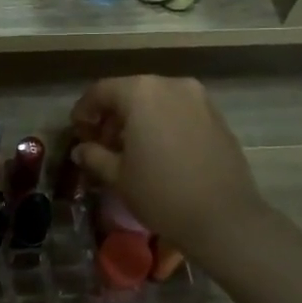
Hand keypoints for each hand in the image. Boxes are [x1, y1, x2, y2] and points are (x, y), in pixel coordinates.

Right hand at [69, 76, 265, 254]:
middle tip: (101, 144)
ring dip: (138, 120)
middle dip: (112, 116)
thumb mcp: (118, 176)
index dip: (84, 110)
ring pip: (157, 101)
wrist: (223, 217)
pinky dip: (163, 124)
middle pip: (131, 92)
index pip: (101, 91)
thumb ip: (94, 155)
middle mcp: (171, 85)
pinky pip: (179, 112)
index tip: (77, 132)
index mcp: (141, 93)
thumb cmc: (161, 193)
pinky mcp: (217, 117)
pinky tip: (159, 152)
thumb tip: (81, 149)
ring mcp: (199, 99)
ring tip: (130, 150)